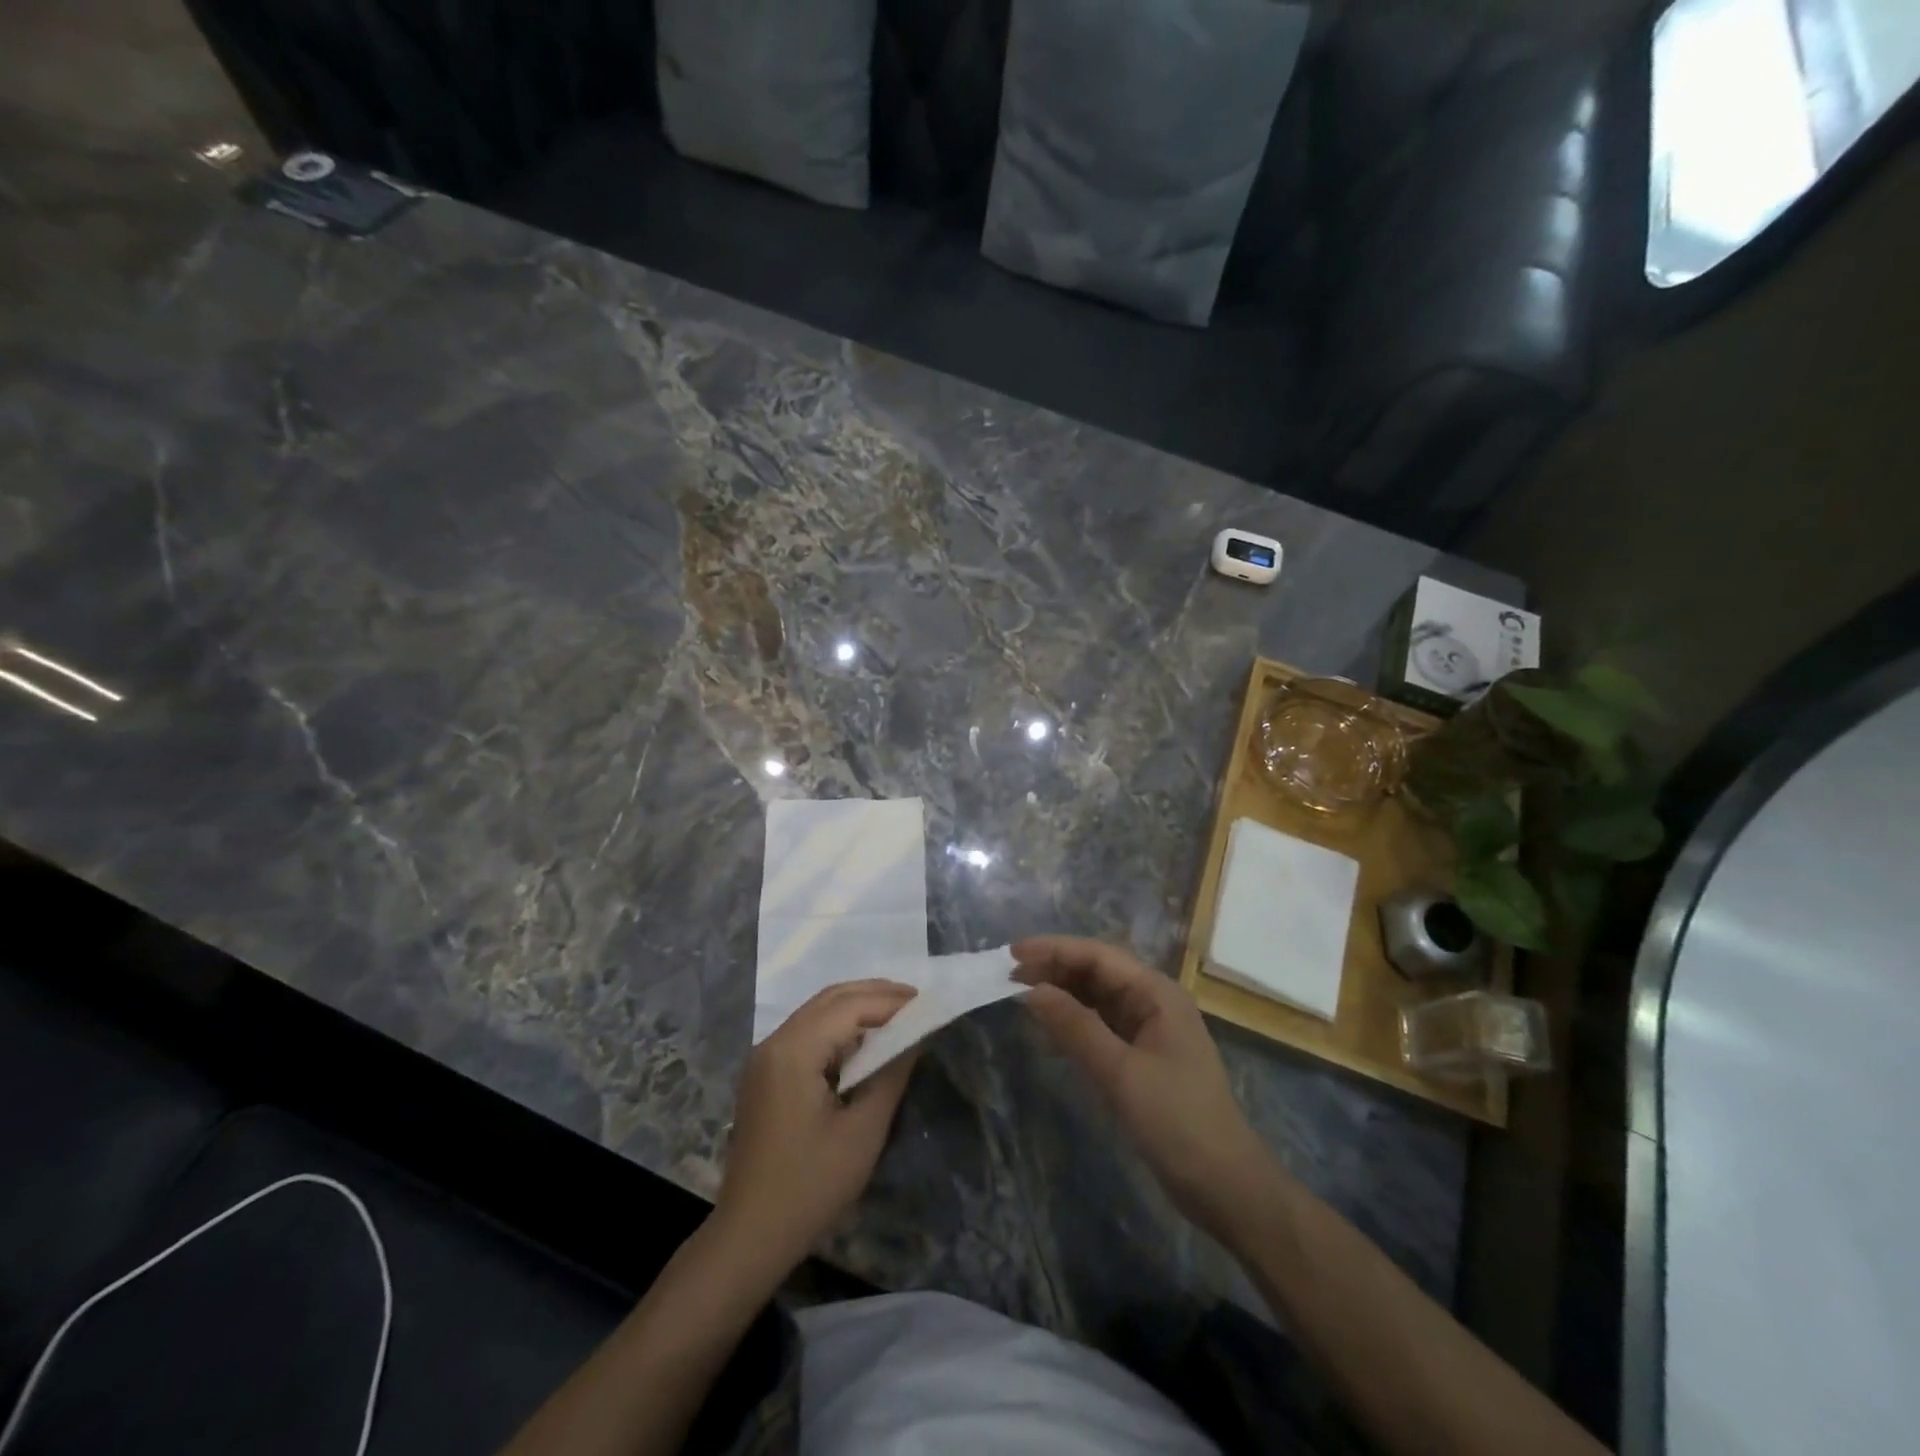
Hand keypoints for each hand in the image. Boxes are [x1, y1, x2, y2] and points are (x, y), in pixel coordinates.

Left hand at [714, 980, 919, 1277]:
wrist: (749, 1237)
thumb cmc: (810, 1186)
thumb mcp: (863, 1131)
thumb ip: (891, 1074)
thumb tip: (914, 1035)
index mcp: (793, 1050)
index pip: (849, 1006)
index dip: (891, 1001)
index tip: (929, 1004)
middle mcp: (774, 1042)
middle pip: (830, 999)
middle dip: (875, 995)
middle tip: (917, 1003)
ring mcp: (766, 1058)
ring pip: (818, 1012)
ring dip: (858, 1009)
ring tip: (899, 1017)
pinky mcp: (766, 1075)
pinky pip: (808, 1033)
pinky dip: (840, 1028)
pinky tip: (866, 1043)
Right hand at [1014, 936, 1271, 1236]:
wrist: (1226, 1186)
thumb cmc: (1177, 1122)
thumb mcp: (1121, 1073)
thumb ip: (1075, 1027)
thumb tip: (1031, 990)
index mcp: (1157, 993)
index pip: (1098, 955)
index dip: (1054, 949)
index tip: (1012, 954)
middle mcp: (1153, 1002)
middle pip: (1097, 971)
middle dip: (1054, 968)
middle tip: (1008, 975)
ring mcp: (1149, 1029)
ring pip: (1097, 997)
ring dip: (1062, 991)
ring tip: (1020, 992)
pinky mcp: (1142, 1056)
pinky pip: (1101, 1024)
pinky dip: (1074, 1019)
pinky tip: (1049, 1023)